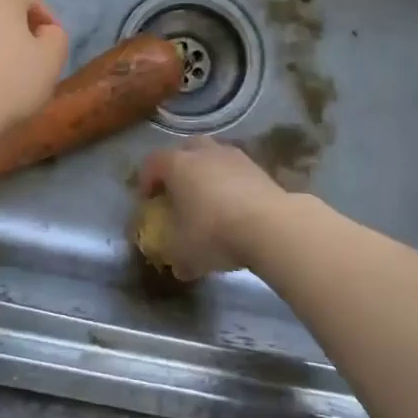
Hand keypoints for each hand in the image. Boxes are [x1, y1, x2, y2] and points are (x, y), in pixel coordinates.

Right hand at [138, 139, 286, 280]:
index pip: (152, 163)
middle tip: (177, 191)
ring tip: (209, 199)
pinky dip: (231, 183)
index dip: (146, 181)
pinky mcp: (259, 168)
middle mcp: (203, 152)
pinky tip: (235, 207)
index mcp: (177, 165)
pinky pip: (236, 171)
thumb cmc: (214, 232)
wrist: (272, 226)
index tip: (148, 201)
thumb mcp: (184, 252)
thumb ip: (176, 256)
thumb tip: (179, 267)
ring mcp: (234, 157)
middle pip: (184, 150)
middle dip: (178, 168)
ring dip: (207, 172)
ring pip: (213, 157)